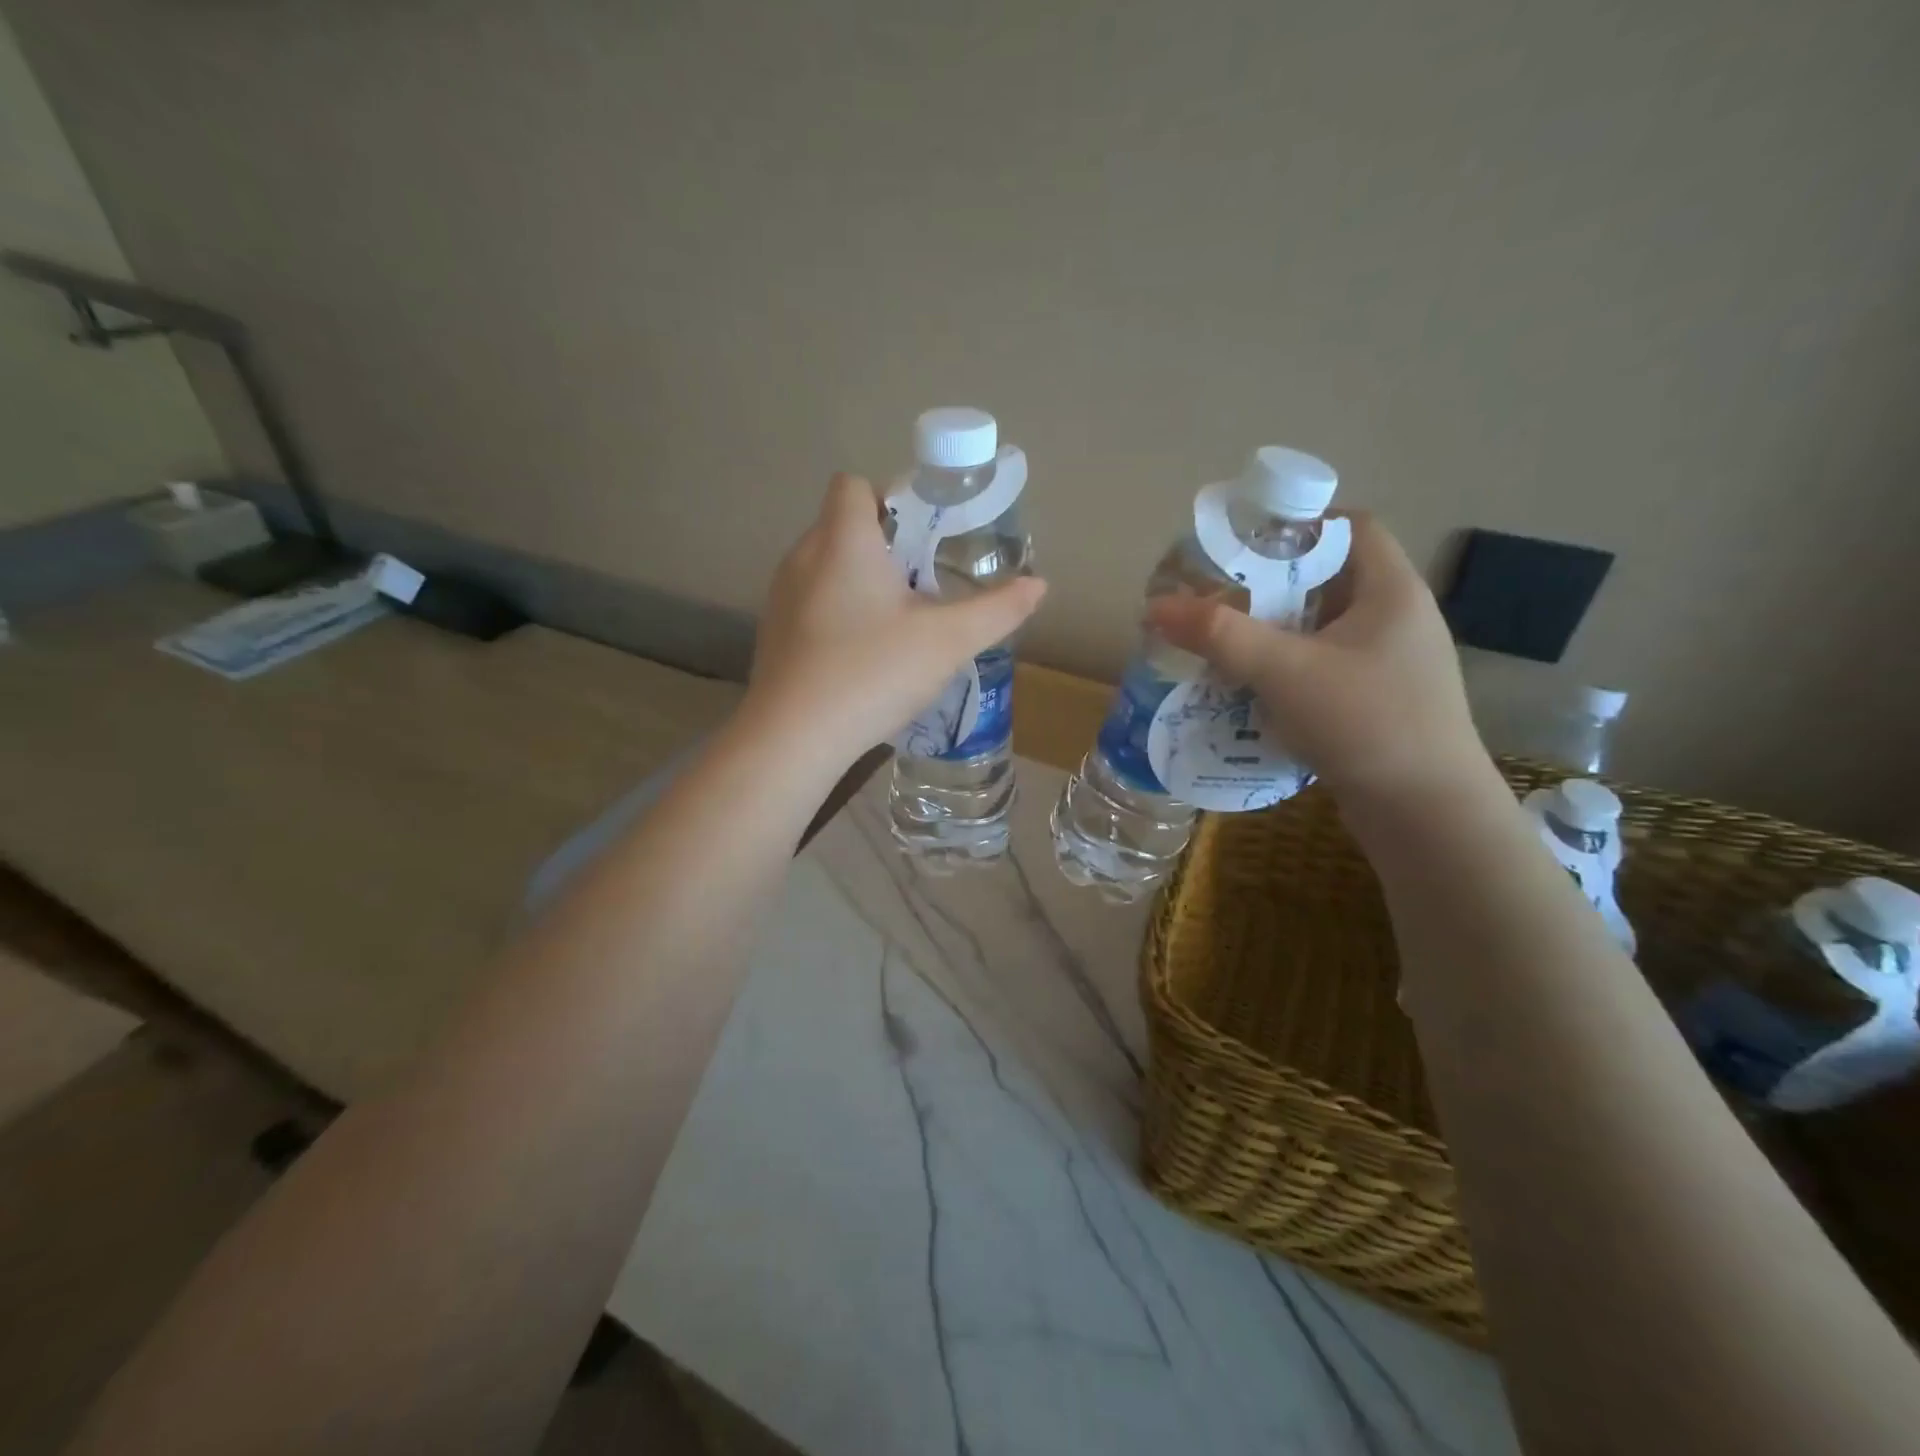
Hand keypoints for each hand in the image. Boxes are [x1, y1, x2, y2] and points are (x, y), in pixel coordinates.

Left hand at [743, 473, 1046, 763]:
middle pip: (843, 526)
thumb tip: (1040, 585)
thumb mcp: (948, 641)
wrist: (793, 739)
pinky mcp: (774, 635)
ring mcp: (781, 597)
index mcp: (843, 541)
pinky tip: (861, 657)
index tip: (924, 536)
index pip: (854, 485)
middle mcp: (803, 557)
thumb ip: (997, 609)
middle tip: (924, 584)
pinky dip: (837, 614)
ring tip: (896, 623)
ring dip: (860, 582)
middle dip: (885, 545)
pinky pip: (811, 604)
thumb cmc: (872, 673)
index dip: (891, 499)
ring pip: (826, 567)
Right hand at [1147, 514, 1488, 806]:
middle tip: (1220, 596)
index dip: (1300, 524)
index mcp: (1392, 591)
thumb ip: (1219, 635)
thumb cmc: (1366, 723)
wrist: (1427, 816)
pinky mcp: (1380, 704)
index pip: (1352, 527)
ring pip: (1325, 630)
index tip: (1246, 543)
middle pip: (1330, 579)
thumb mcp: (1285, 671)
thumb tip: (1155, 607)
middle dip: (1273, 585)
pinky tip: (1252, 689)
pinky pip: (1326, 669)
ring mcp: (1393, 666)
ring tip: (1226, 641)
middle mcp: (1399, 620)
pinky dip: (1288, 670)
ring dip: (1276, 632)